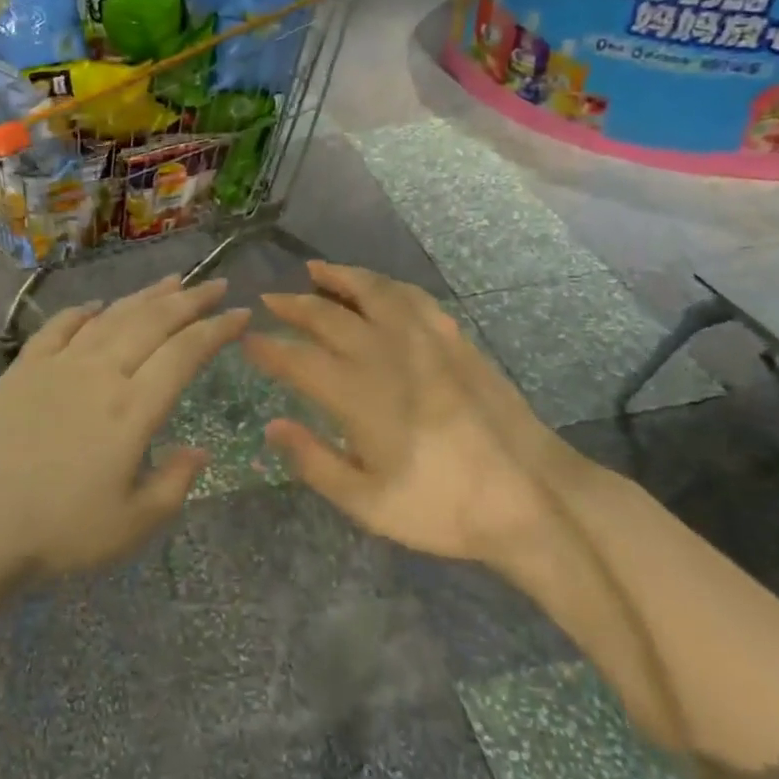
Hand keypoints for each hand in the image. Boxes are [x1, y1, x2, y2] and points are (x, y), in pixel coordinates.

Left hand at [0, 276, 248, 578]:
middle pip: (153, 322)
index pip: (185, 353)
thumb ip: (173, 485)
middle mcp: (101, 372)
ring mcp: (60, 364)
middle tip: (216, 284)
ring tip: (172, 281)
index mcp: (133, 408)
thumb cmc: (58, 530)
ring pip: (112, 316)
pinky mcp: (24, 367)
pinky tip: (96, 306)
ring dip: (146, 296)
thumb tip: (201, 452)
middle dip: (191, 299)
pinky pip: (60, 327)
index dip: (217, 329)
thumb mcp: (131, 525)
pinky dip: (83, 312)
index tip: (241, 314)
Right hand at [243, 263, 555, 563]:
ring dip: (339, 278)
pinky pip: (413, 298)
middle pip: (328, 316)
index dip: (268, 348)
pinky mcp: (455, 340)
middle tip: (269, 299)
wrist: (532, 497)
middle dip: (292, 305)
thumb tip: (273, 425)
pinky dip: (387, 285)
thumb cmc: (443, 508)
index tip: (247, 340)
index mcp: (358, 395)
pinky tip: (379, 287)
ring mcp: (424, 341)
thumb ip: (315, 462)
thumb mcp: (368, 504)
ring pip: (372, 292)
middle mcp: (385, 355)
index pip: (298, 359)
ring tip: (315, 270)